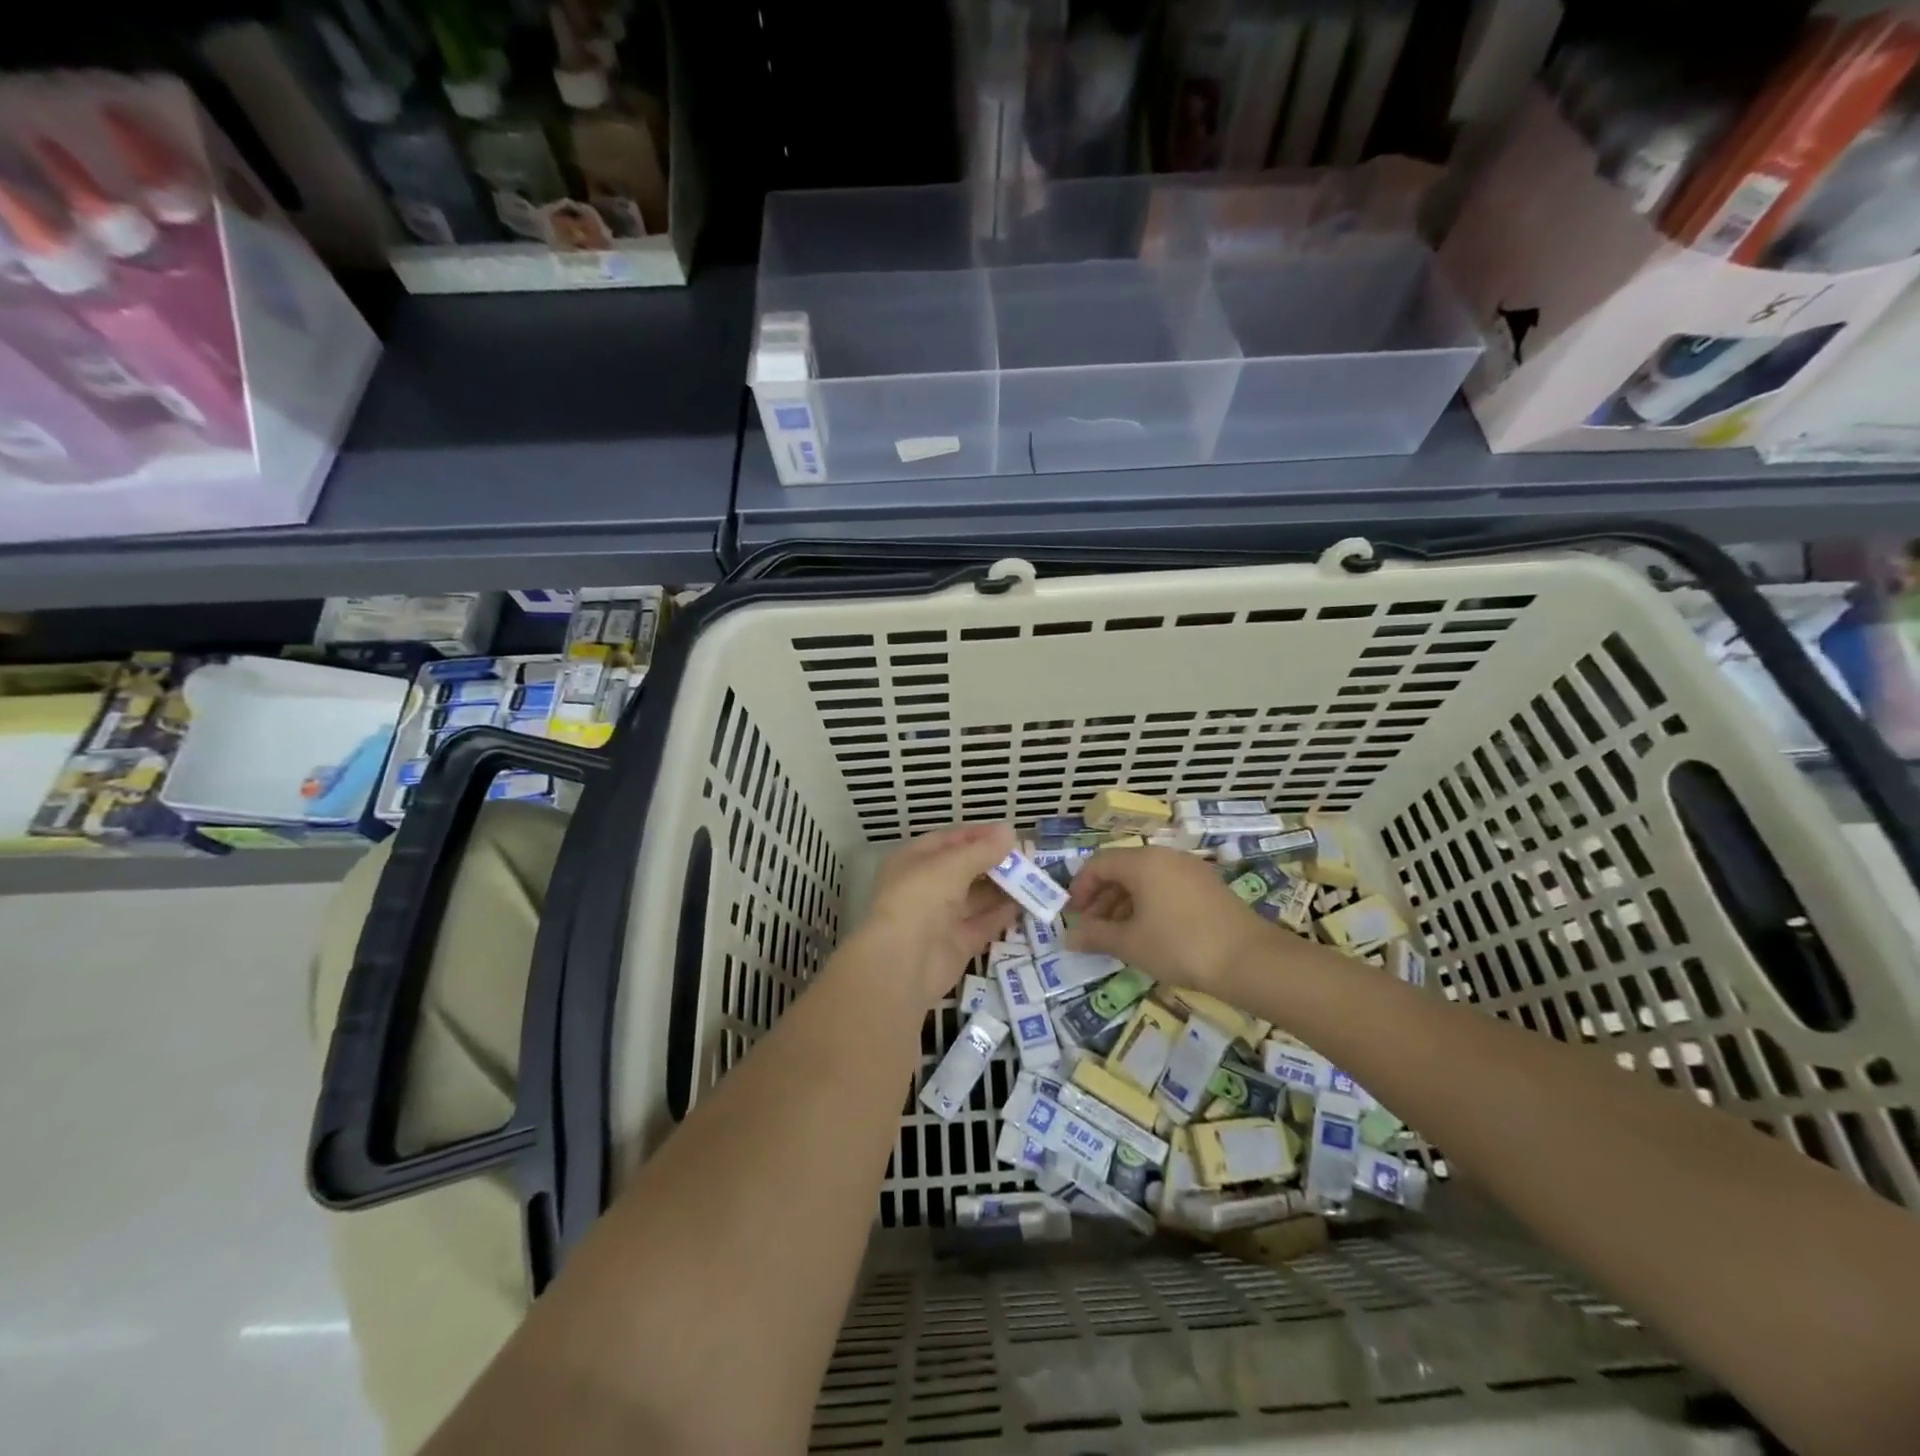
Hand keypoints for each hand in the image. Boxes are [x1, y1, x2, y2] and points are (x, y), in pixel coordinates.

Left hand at [843, 823, 1021, 1007]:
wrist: (902, 963)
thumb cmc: (921, 898)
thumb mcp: (952, 865)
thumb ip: (983, 850)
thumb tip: (1009, 830)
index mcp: (914, 861)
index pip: (949, 840)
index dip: (979, 835)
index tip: (1010, 834)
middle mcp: (926, 886)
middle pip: (965, 869)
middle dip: (994, 862)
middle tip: (1028, 858)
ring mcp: (941, 917)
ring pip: (976, 897)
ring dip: (1003, 888)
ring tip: (1034, 879)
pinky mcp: (957, 944)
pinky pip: (983, 924)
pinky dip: (1003, 914)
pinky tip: (1026, 904)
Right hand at [1065, 846, 1272, 992]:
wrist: (1250, 961)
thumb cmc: (1180, 946)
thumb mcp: (1131, 944)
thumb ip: (1096, 936)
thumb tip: (1068, 938)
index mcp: (1143, 862)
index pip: (1098, 864)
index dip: (1080, 888)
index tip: (1073, 916)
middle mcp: (1166, 857)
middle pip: (1122, 869)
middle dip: (1101, 898)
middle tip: (1092, 928)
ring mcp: (1191, 870)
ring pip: (1145, 879)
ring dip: (1124, 903)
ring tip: (1118, 935)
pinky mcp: (1209, 887)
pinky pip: (1167, 887)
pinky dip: (1149, 904)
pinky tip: (1149, 933)